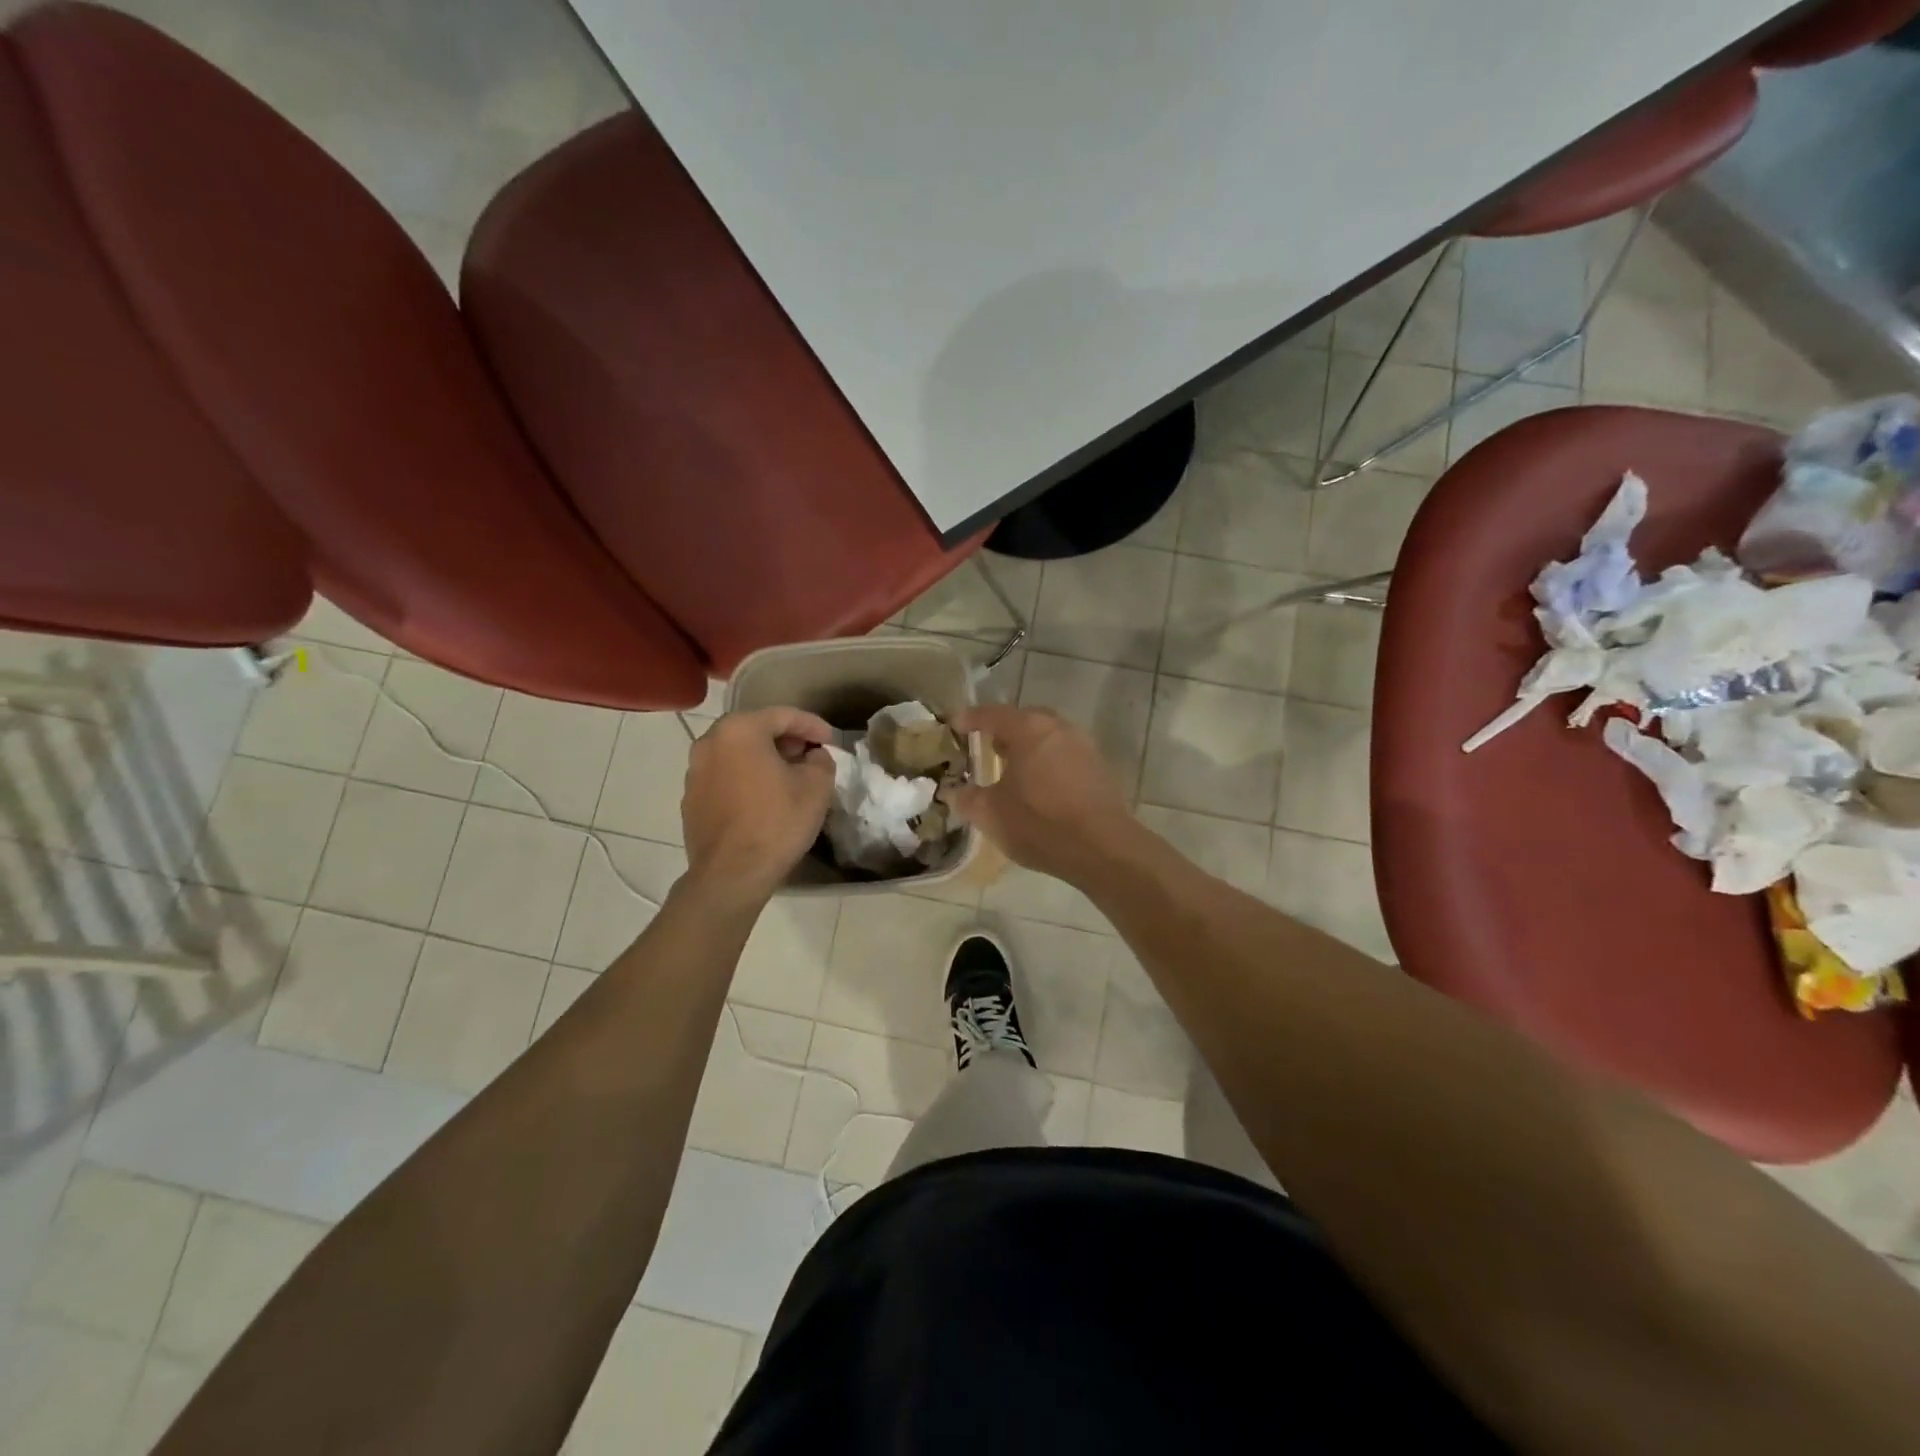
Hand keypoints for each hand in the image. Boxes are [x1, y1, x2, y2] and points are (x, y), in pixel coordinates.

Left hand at [681, 708, 835, 906]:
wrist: (731, 875)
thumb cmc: (776, 823)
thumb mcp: (816, 787)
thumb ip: (821, 760)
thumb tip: (813, 756)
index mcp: (739, 730)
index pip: (783, 716)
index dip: (813, 725)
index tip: (832, 740)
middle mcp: (709, 742)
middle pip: (756, 730)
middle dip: (786, 740)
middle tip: (811, 754)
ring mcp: (695, 772)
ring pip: (738, 753)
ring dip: (764, 759)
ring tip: (790, 776)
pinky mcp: (691, 799)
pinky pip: (725, 776)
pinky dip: (746, 778)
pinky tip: (764, 798)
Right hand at [946, 704, 1136, 882]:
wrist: (1103, 848)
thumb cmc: (1040, 824)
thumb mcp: (990, 814)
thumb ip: (966, 798)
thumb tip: (953, 792)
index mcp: (1028, 729)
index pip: (991, 714)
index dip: (970, 719)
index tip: (954, 726)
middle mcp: (1058, 727)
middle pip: (1023, 720)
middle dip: (1002, 731)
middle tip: (985, 747)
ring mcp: (1083, 746)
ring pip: (1046, 737)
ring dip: (1027, 748)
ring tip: (1010, 770)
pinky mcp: (1099, 767)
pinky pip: (1064, 755)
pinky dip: (1046, 762)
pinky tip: (1038, 787)